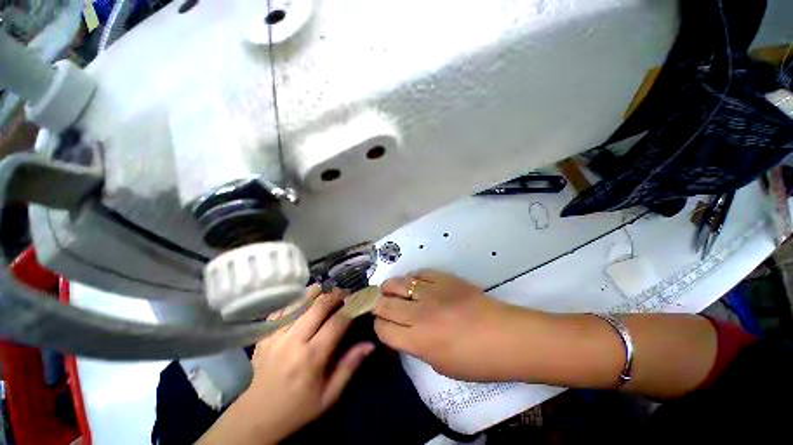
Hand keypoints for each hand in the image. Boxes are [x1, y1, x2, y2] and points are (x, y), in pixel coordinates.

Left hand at [201, 286, 373, 444]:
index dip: (352, 307)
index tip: (360, 300)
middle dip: (336, 295)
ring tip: (328, 291)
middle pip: (318, 305)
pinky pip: (283, 308)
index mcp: (311, 357)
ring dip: (317, 293)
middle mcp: (293, 341)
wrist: (255, 417)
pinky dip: (297, 300)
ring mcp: (276, 335)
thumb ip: (350, 366)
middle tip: (345, 293)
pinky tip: (305, 299)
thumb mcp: (329, 396)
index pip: (337, 322)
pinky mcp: (265, 334)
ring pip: (300, 302)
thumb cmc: (297, 409)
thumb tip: (370, 344)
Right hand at [374, 270, 518, 380]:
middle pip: (384, 304)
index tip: (382, 325)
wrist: (507, 336)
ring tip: (388, 289)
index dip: (378, 327)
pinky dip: (412, 278)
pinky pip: (419, 273)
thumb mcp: (440, 365)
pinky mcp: (444, 278)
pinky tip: (412, 282)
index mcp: (417, 340)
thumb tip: (404, 332)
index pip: (383, 328)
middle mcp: (419, 313)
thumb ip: (416, 346)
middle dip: (377, 305)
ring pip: (397, 283)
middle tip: (379, 305)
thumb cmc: (477, 361)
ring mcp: (431, 291)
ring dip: (389, 287)